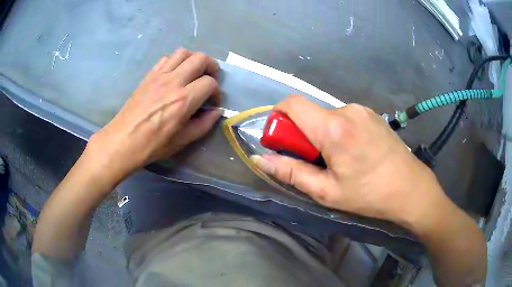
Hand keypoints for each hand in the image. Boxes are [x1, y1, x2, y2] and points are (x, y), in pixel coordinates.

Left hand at [87, 48, 221, 180]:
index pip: (210, 83)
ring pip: (183, 52)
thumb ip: (204, 124)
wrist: (123, 140)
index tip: (213, 103)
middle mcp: (173, 82)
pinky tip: (175, 75)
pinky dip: (176, 62)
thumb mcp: (182, 141)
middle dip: (212, 67)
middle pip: (200, 59)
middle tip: (210, 80)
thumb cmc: (153, 145)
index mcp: (183, 100)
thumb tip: (216, 111)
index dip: (217, 92)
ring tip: (194, 73)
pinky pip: (166, 58)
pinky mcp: (149, 75)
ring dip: (194, 60)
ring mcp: (159, 76)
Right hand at [251, 96, 450, 229]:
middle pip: (310, 113)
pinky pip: (345, 117)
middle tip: (316, 161)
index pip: (292, 104)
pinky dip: (339, 131)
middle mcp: (347, 110)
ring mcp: (362, 110)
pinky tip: (355, 152)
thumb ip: (291, 173)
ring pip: (328, 116)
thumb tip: (260, 160)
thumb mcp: (327, 191)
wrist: (411, 188)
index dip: (278, 116)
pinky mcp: (372, 114)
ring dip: (323, 134)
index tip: (281, 140)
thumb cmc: (369, 194)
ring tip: (340, 160)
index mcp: (333, 128)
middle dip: (303, 134)